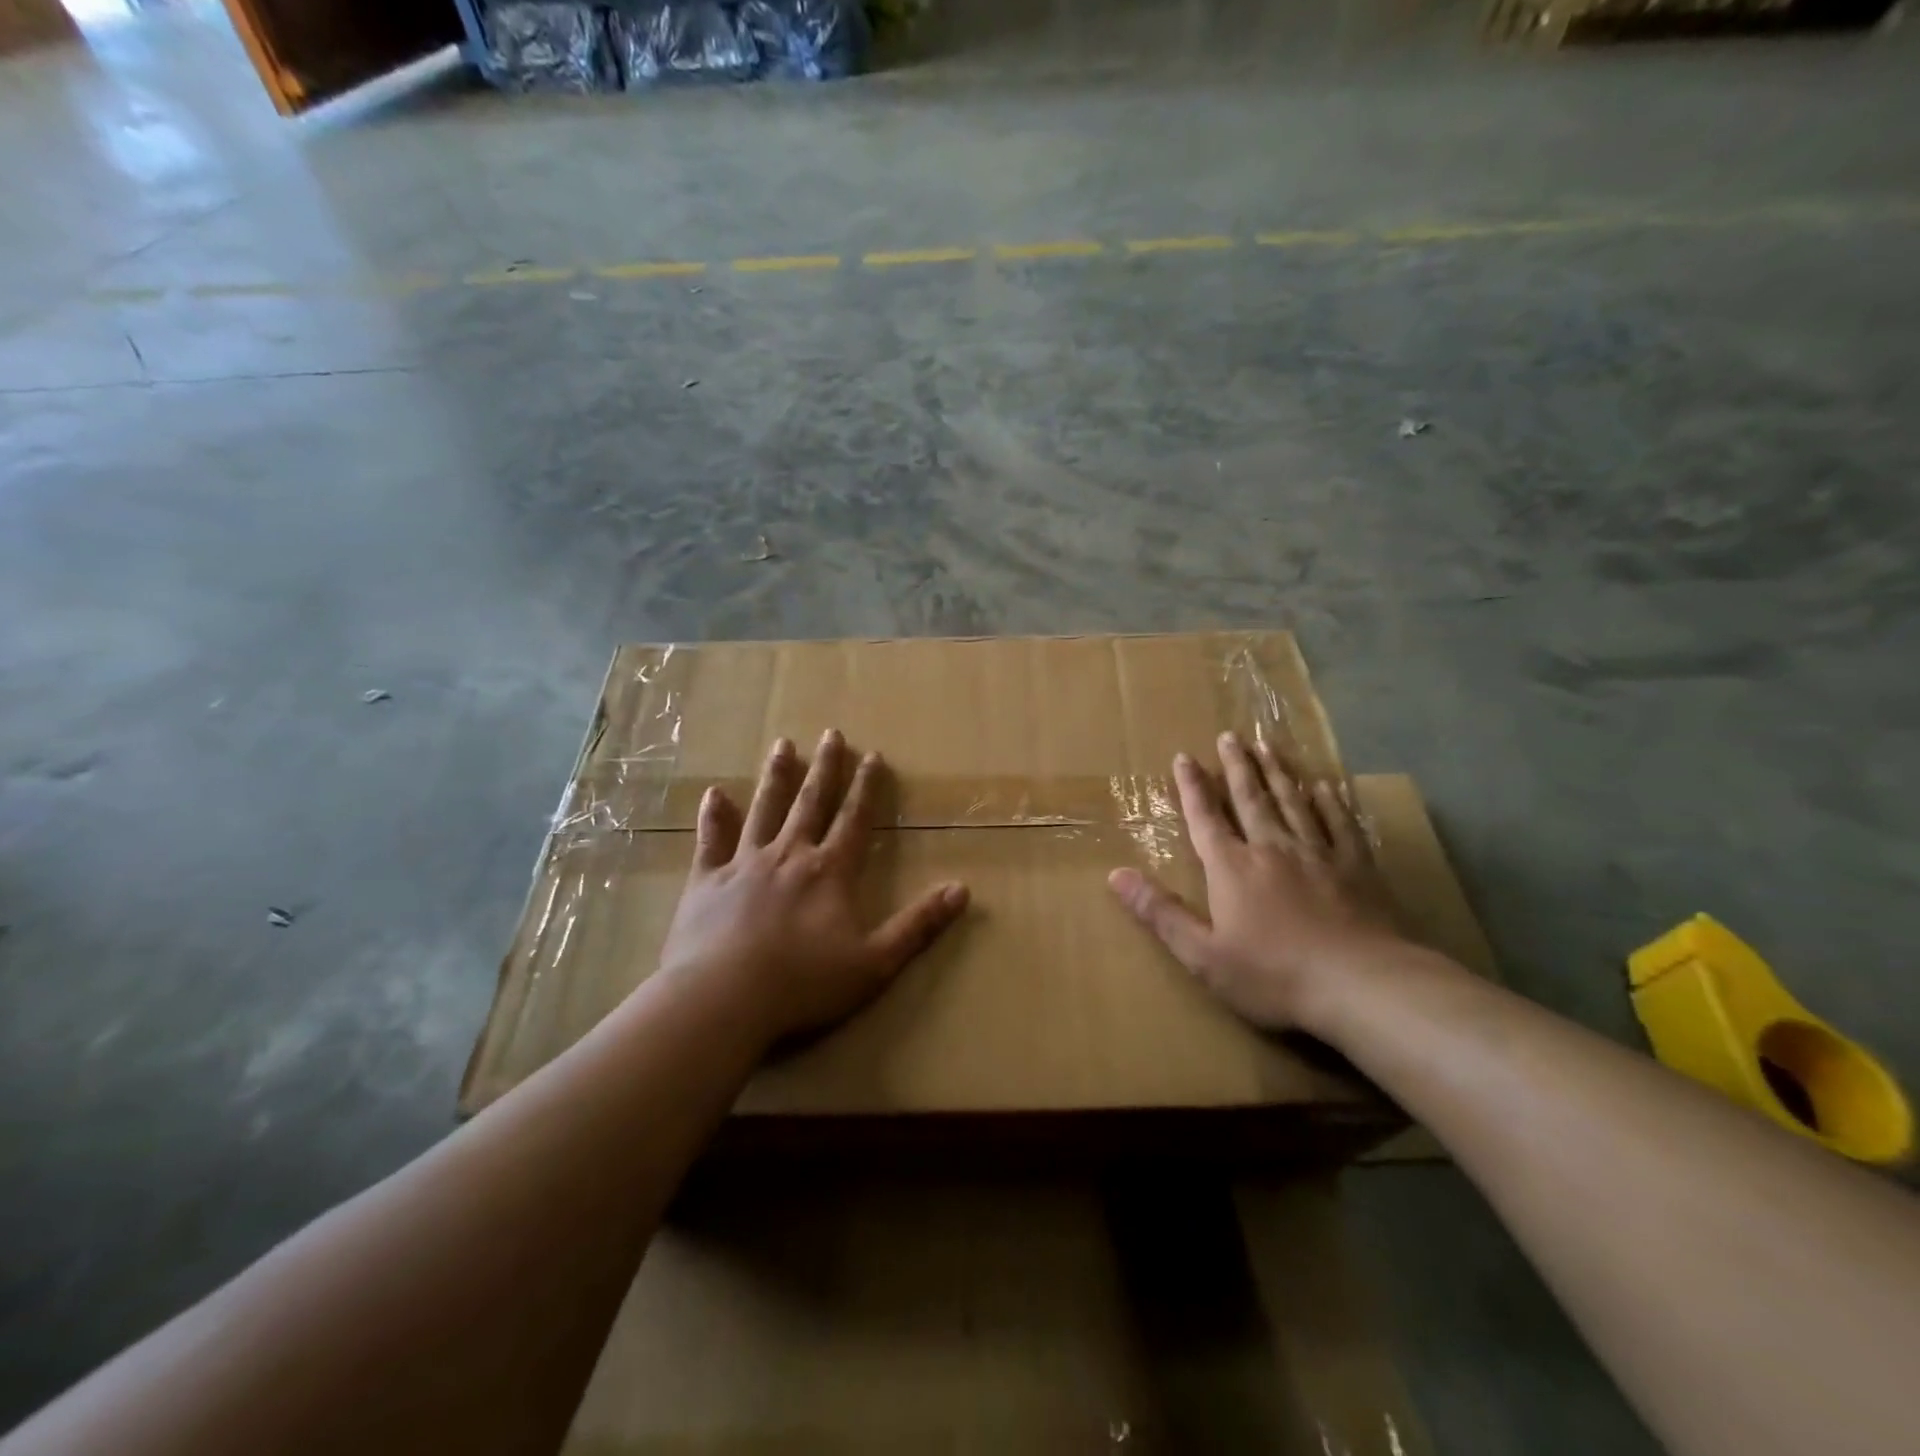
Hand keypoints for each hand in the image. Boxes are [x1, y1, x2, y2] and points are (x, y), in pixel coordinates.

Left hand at [658, 730, 968, 1047]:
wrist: (723, 1001)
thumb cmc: (803, 984)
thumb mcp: (875, 962)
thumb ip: (918, 925)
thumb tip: (962, 890)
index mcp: (830, 872)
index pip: (855, 819)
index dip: (866, 787)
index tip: (872, 755)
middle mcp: (789, 855)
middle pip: (810, 803)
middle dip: (824, 768)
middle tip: (831, 734)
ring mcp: (744, 864)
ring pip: (764, 810)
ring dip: (775, 776)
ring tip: (783, 745)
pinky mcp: (707, 881)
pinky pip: (712, 840)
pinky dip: (715, 816)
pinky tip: (714, 794)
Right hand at [1108, 732, 1405, 1031]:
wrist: (1362, 986)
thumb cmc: (1274, 975)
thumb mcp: (1203, 955)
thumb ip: (1160, 912)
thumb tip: (1115, 874)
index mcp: (1232, 868)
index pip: (1205, 818)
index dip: (1192, 787)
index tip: (1184, 757)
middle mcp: (1272, 849)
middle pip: (1251, 799)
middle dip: (1236, 767)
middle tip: (1230, 736)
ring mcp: (1318, 854)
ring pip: (1293, 802)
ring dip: (1277, 773)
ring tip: (1268, 746)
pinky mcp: (1357, 868)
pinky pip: (1339, 824)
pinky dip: (1329, 802)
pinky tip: (1325, 786)